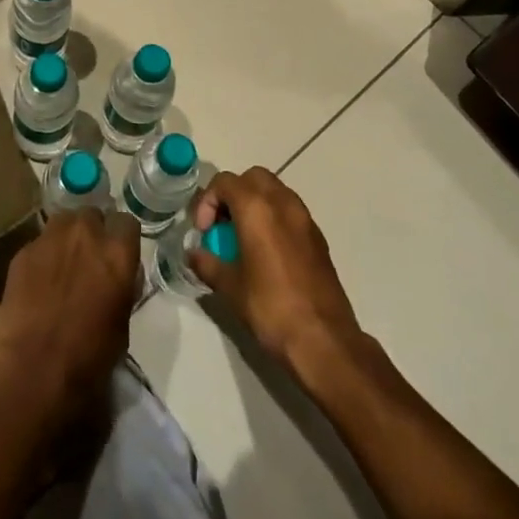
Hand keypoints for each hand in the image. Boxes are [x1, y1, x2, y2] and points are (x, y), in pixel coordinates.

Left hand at [0, 207, 140, 440]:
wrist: (33, 372)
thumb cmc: (88, 359)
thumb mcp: (122, 324)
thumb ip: (123, 287)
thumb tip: (118, 276)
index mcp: (117, 252)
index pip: (127, 223)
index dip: (123, 239)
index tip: (119, 255)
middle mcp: (86, 234)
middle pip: (93, 215)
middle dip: (94, 232)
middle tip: (90, 259)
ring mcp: (50, 238)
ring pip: (64, 221)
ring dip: (68, 236)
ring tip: (64, 263)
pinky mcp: (23, 251)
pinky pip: (39, 242)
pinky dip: (43, 255)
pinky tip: (39, 282)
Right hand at [190, 168, 365, 381]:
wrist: (324, 341)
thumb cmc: (271, 309)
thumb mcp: (230, 288)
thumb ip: (208, 263)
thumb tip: (194, 254)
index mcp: (257, 209)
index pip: (224, 182)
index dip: (207, 201)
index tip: (204, 232)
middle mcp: (282, 203)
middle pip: (252, 177)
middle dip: (233, 194)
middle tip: (222, 225)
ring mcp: (305, 218)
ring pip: (275, 191)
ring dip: (255, 203)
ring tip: (243, 237)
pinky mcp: (318, 237)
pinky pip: (290, 211)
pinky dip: (274, 218)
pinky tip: (267, 252)